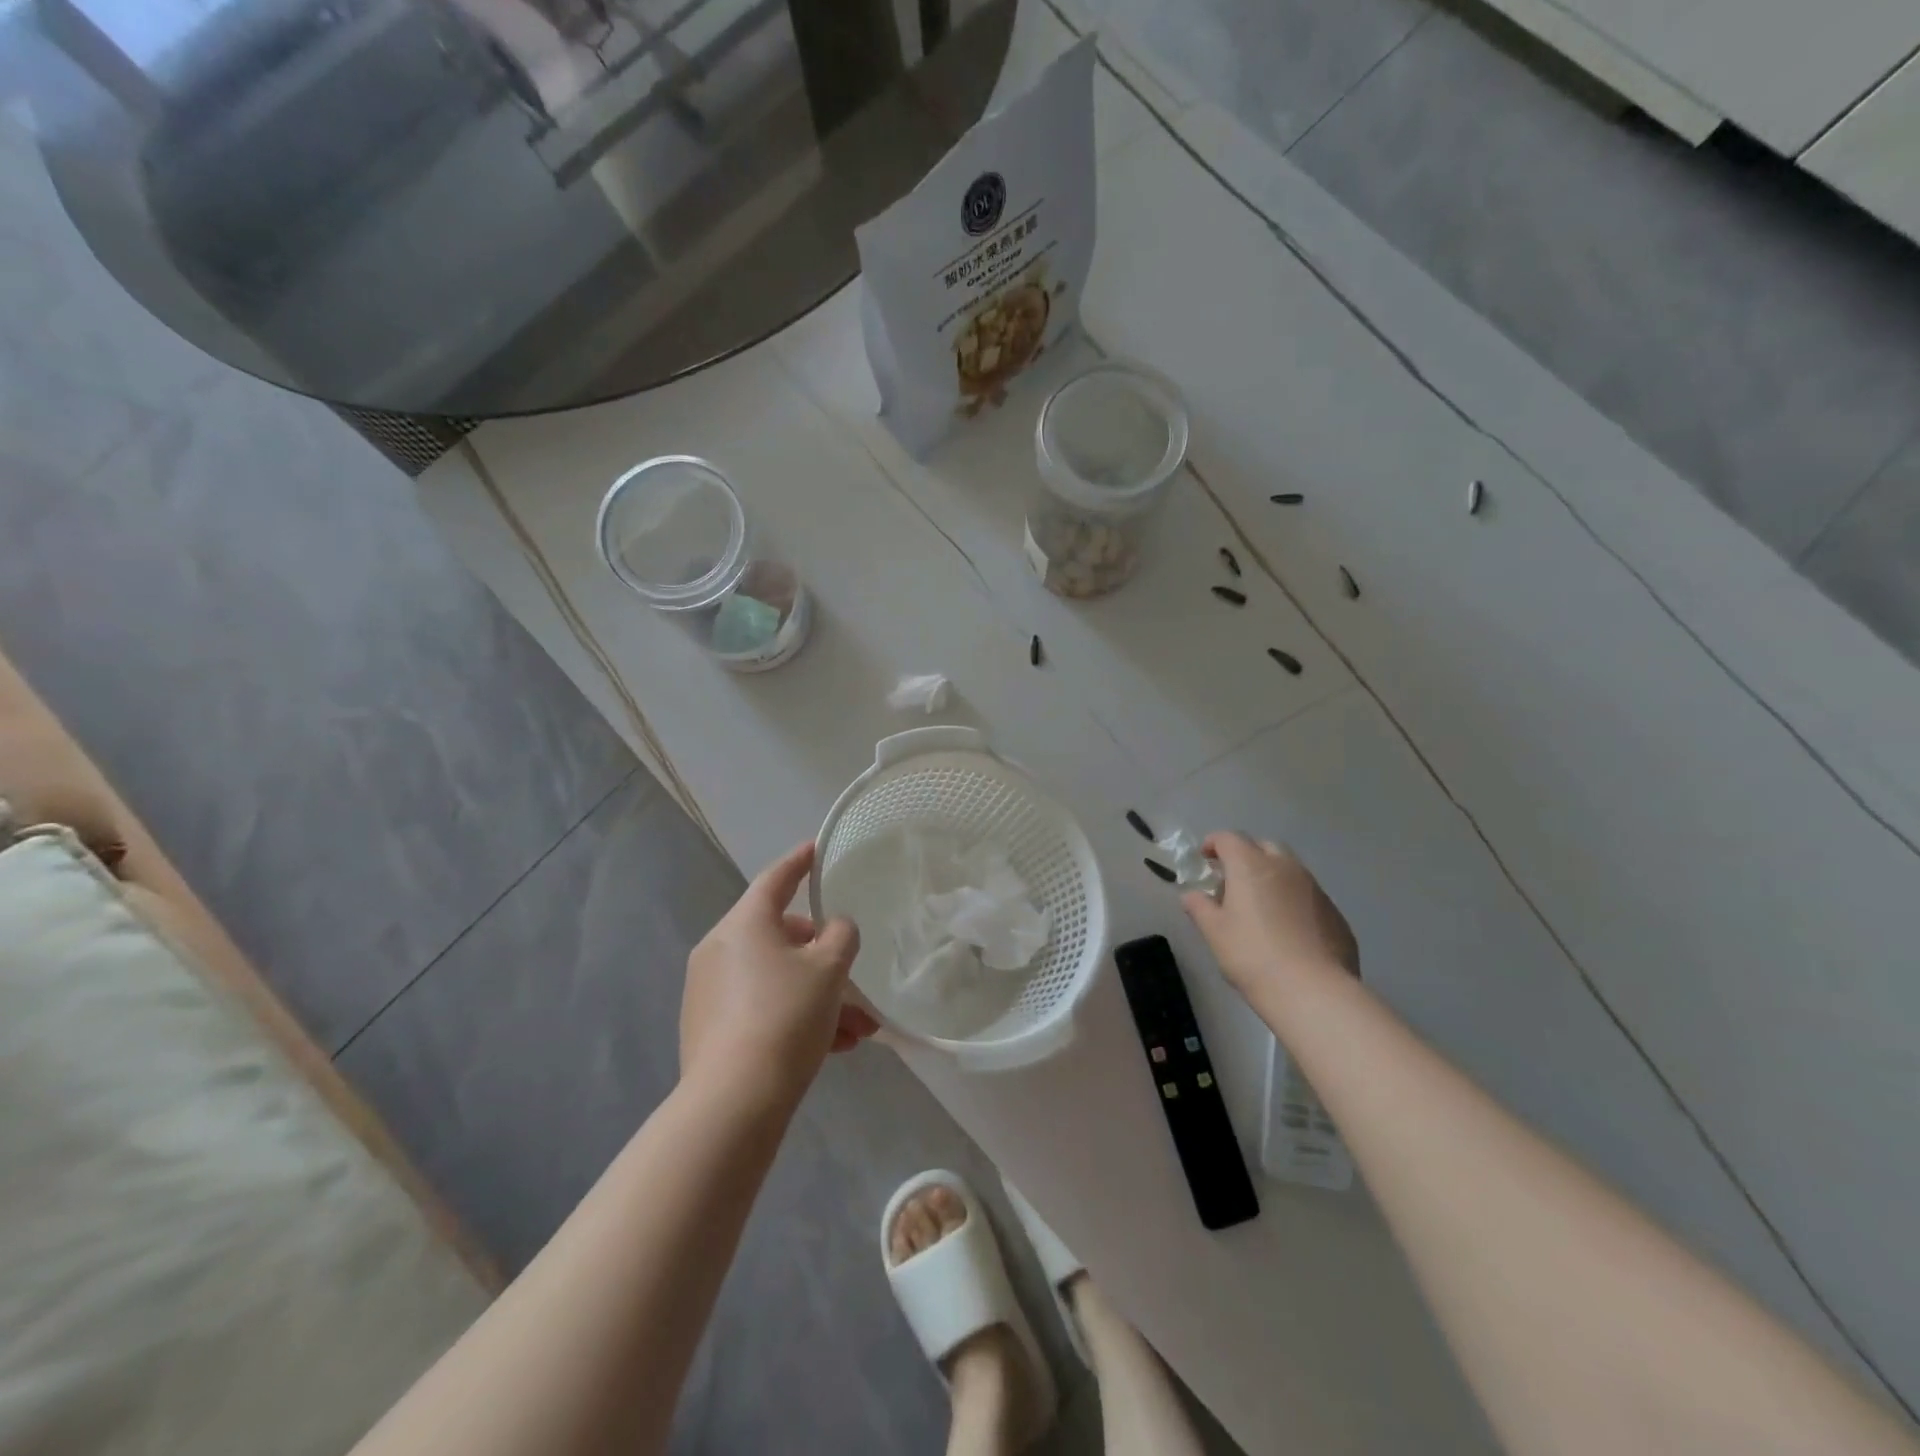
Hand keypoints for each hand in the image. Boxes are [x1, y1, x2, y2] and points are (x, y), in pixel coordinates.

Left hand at [681, 841, 876, 1110]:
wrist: (734, 1102)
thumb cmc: (786, 1016)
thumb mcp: (829, 969)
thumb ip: (841, 935)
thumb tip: (833, 929)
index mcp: (744, 923)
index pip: (776, 878)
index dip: (800, 862)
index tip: (816, 849)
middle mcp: (719, 949)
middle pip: (781, 936)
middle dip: (825, 958)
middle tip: (855, 976)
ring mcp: (708, 990)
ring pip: (776, 978)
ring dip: (818, 996)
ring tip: (858, 1029)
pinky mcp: (708, 1028)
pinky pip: (761, 1006)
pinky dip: (794, 1016)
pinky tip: (833, 1047)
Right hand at [1180, 832, 1358, 1000]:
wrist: (1313, 991)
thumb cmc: (1252, 955)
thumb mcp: (1214, 932)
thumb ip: (1199, 907)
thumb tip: (1191, 895)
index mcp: (1251, 866)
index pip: (1229, 838)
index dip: (1213, 844)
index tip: (1204, 859)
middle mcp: (1285, 867)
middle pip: (1263, 846)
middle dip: (1246, 855)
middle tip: (1232, 880)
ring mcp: (1314, 888)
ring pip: (1289, 869)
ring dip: (1271, 876)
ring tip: (1260, 905)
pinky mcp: (1334, 912)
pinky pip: (1307, 894)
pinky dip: (1292, 899)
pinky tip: (1287, 928)